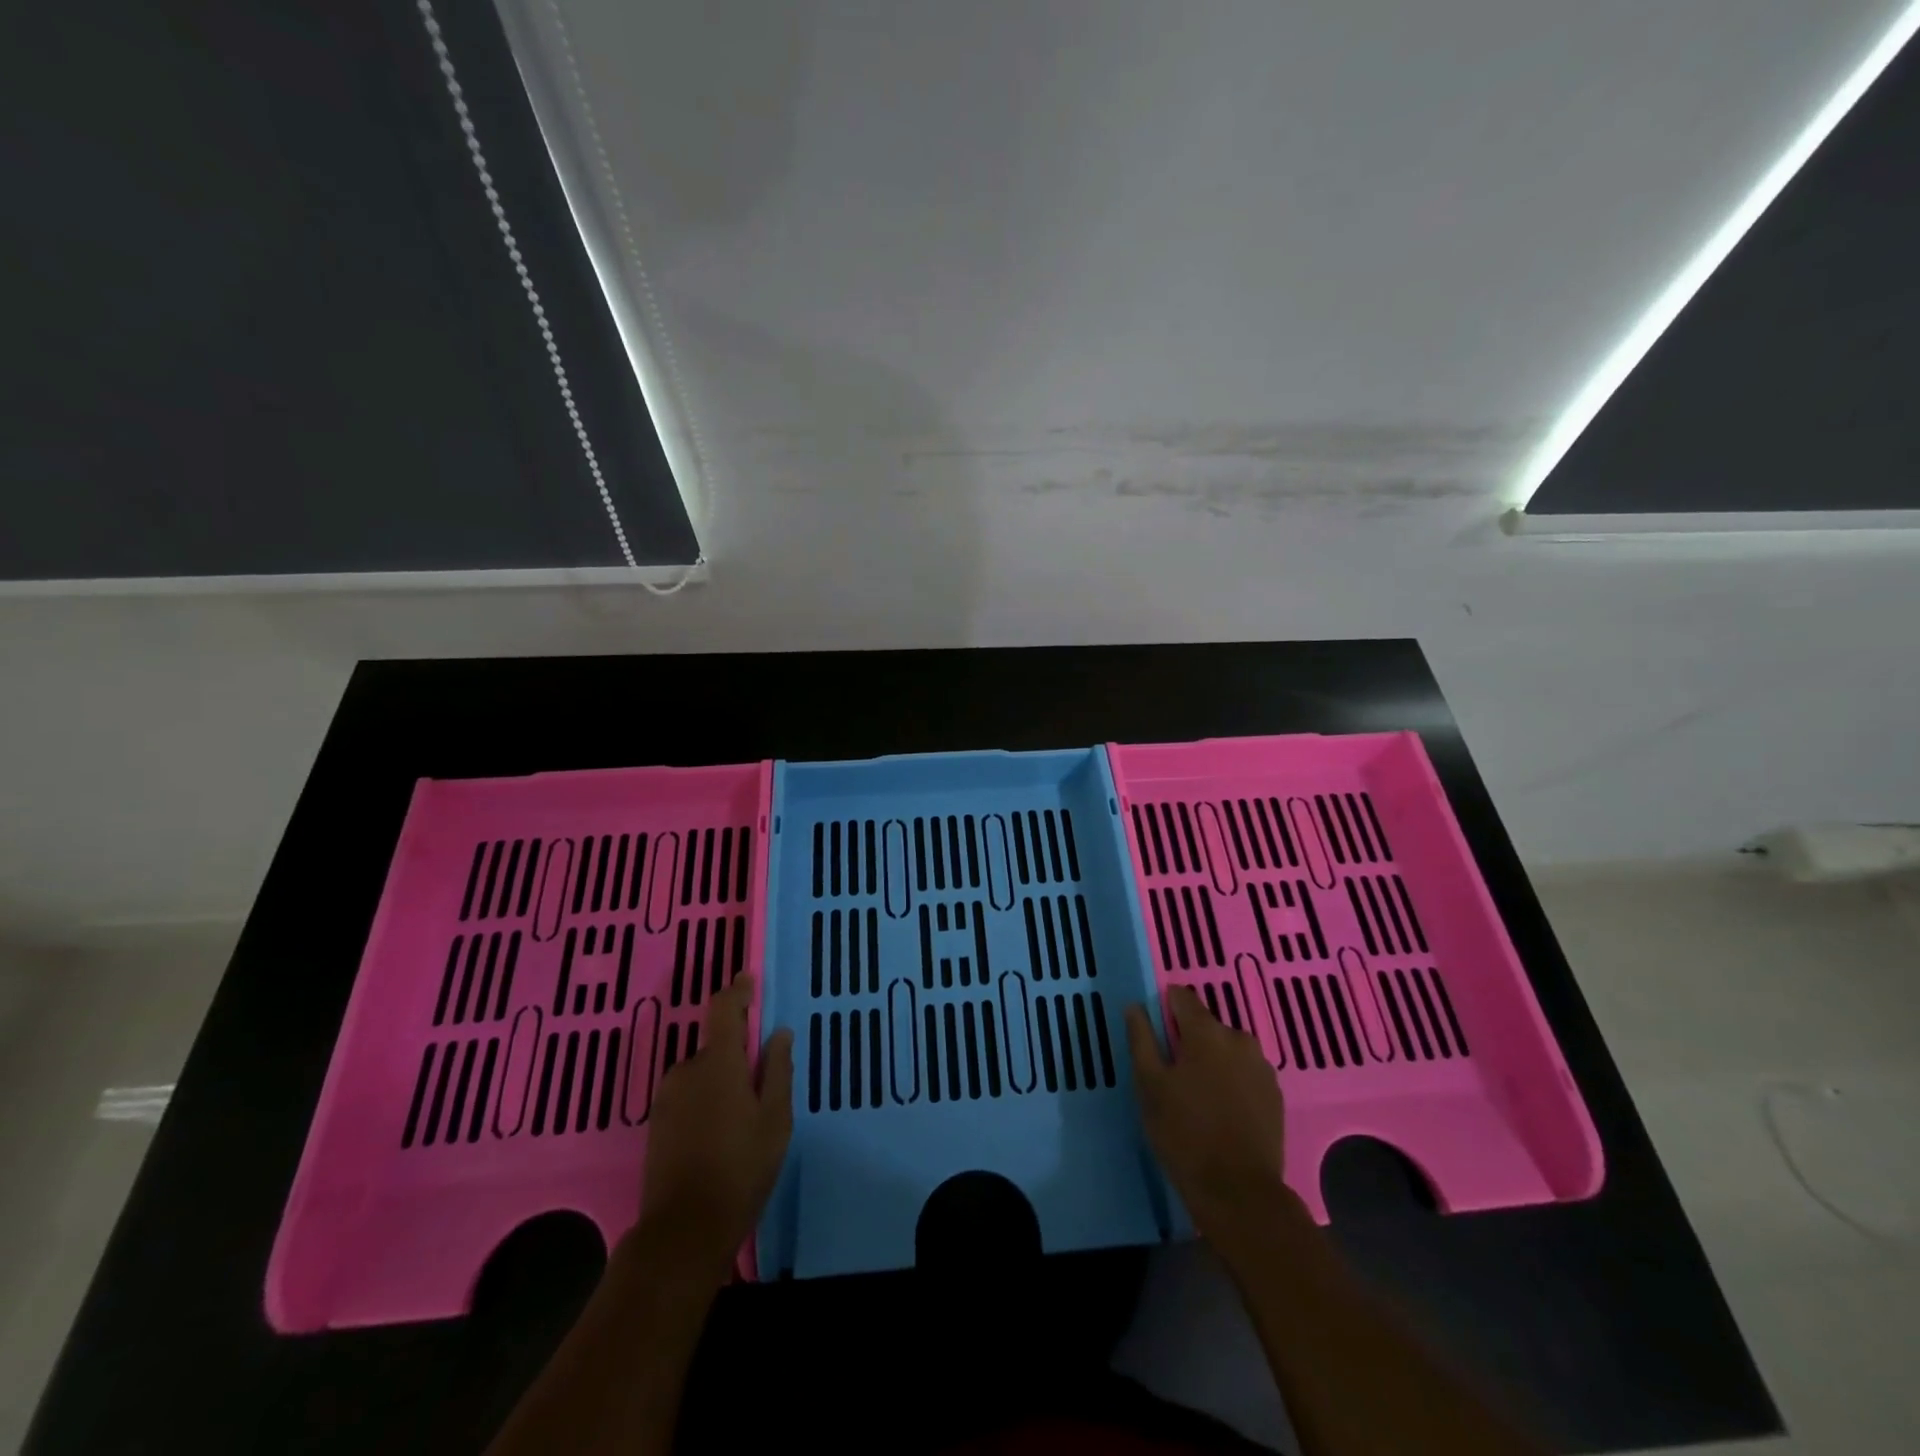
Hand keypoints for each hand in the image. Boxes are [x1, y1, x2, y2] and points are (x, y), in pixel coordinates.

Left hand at [637, 972, 793, 1272]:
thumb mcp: (775, 1119)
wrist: (683, 1231)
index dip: (737, 991)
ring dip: (721, 1081)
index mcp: (718, 1063)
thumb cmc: (741, 1169)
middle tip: (762, 1087)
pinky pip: (688, 1094)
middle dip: (738, 1055)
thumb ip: (777, 1070)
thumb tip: (778, 1033)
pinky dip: (705, 1101)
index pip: (724, 1009)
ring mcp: (666, 1097)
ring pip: (702, 1073)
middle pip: (716, 1045)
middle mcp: (686, 1070)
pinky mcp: (656, 1123)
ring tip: (743, 1120)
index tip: (749, 981)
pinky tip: (719, 1135)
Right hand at [1126, 985, 1294, 1254]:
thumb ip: (1141, 1038)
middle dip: (1187, 1041)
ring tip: (1196, 1097)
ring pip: (1226, 1050)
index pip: (1182, 997)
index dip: (1164, 1009)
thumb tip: (1136, 1006)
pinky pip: (1244, 1073)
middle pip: (1205, 1025)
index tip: (1153, 1035)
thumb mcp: (1149, 1085)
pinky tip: (1220, 1111)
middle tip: (1171, 1076)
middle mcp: (1239, 1038)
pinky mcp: (1275, 1094)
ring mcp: (1262, 1067)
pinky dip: (1231, 1081)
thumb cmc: (1184, 1133)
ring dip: (1211, 1061)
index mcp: (1206, 1031)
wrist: (1239, 1193)